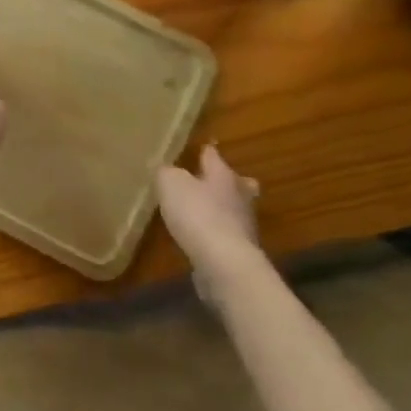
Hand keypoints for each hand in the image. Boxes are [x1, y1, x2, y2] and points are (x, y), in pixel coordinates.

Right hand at [157, 145, 265, 292]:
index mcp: (223, 175)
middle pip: (237, 183)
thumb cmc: (197, 214)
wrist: (224, 262)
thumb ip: (167, 173)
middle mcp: (239, 196)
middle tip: (215, 182)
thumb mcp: (170, 184)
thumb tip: (167, 170)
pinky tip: (203, 237)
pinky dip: (217, 233)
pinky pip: (228, 235)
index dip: (205, 151)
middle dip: (228, 181)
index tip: (203, 148)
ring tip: (203, 211)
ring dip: (222, 209)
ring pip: (234, 209)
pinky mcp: (240, 251)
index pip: (213, 156)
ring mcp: (243, 225)